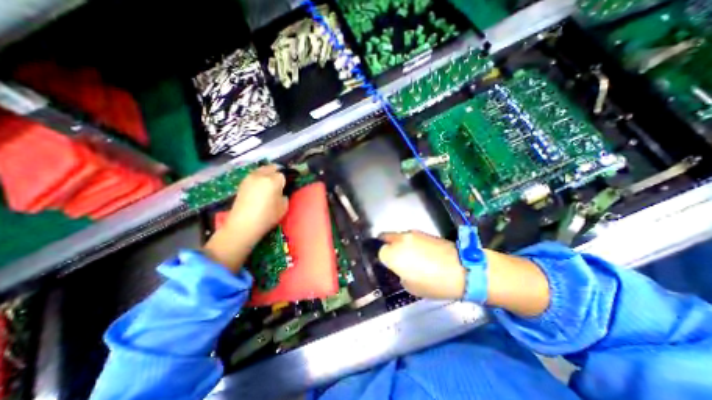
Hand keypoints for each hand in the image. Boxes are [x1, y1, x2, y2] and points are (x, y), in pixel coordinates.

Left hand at [204, 164, 286, 270]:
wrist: (243, 225)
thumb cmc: (267, 217)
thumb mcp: (284, 207)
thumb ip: (285, 195)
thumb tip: (282, 191)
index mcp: (274, 180)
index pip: (284, 174)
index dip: (286, 180)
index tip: (288, 186)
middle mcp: (262, 175)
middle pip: (273, 167)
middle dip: (278, 173)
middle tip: (280, 183)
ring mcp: (250, 177)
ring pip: (262, 169)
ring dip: (268, 174)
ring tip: (270, 184)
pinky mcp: (242, 182)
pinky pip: (255, 175)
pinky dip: (259, 178)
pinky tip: (260, 188)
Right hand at [378, 232, 548, 315]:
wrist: (462, 268)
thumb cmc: (434, 283)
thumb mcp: (411, 286)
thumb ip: (400, 273)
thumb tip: (400, 267)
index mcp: (393, 254)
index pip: (379, 252)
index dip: (384, 260)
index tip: (390, 266)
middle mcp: (399, 240)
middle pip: (385, 238)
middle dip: (386, 246)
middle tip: (393, 257)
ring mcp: (412, 233)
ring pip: (398, 236)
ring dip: (398, 243)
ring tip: (409, 255)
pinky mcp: (423, 232)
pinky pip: (410, 236)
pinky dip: (410, 242)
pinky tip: (420, 252)